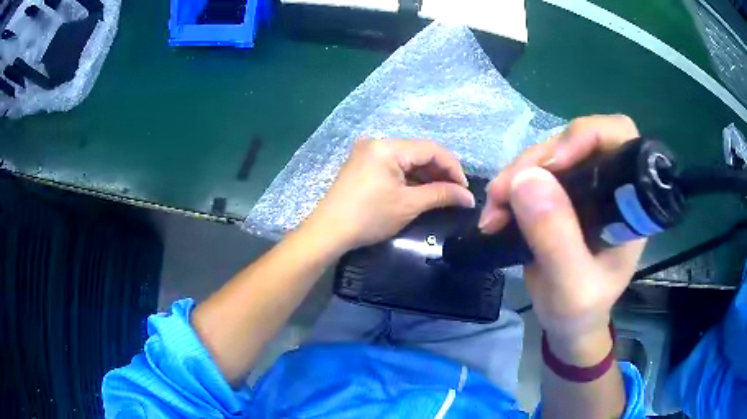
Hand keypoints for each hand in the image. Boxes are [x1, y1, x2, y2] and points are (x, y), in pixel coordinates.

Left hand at [306, 139, 474, 252]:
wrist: (329, 231)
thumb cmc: (369, 217)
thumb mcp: (409, 205)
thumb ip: (441, 195)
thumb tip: (468, 197)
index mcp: (387, 147)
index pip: (431, 149)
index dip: (453, 167)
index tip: (464, 189)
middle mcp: (377, 142)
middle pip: (419, 152)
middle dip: (440, 172)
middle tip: (455, 193)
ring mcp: (368, 153)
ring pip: (408, 159)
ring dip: (427, 175)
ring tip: (442, 193)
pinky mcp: (364, 164)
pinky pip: (394, 165)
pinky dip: (410, 177)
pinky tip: (422, 190)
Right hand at [480, 115, 644, 344]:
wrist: (568, 323)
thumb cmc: (580, 311)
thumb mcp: (571, 288)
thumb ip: (557, 239)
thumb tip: (526, 180)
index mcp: (628, 204)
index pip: (621, 139)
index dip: (588, 135)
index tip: (552, 166)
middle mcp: (609, 185)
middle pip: (577, 140)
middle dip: (537, 160)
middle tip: (505, 192)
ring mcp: (585, 186)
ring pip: (549, 153)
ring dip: (517, 174)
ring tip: (494, 210)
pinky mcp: (562, 193)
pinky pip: (533, 172)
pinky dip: (511, 185)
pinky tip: (496, 209)